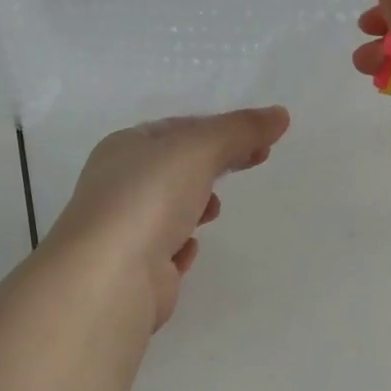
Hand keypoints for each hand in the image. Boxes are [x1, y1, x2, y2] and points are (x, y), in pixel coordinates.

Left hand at [44, 107, 291, 329]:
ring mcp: (124, 229)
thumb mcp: (198, 150)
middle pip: (176, 166)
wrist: (110, 276)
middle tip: (254, 162)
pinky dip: (180, 245)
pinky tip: (190, 248)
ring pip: (168, 207)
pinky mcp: (135, 270)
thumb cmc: (150, 198)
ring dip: (195, 203)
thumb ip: (239, 131)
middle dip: (213, 163)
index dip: (221, 128)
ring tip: (214, 210)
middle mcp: (119, 184)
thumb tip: (280, 114)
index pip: (178, 128)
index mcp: (125, 146)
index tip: (262, 138)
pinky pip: (163, 250)